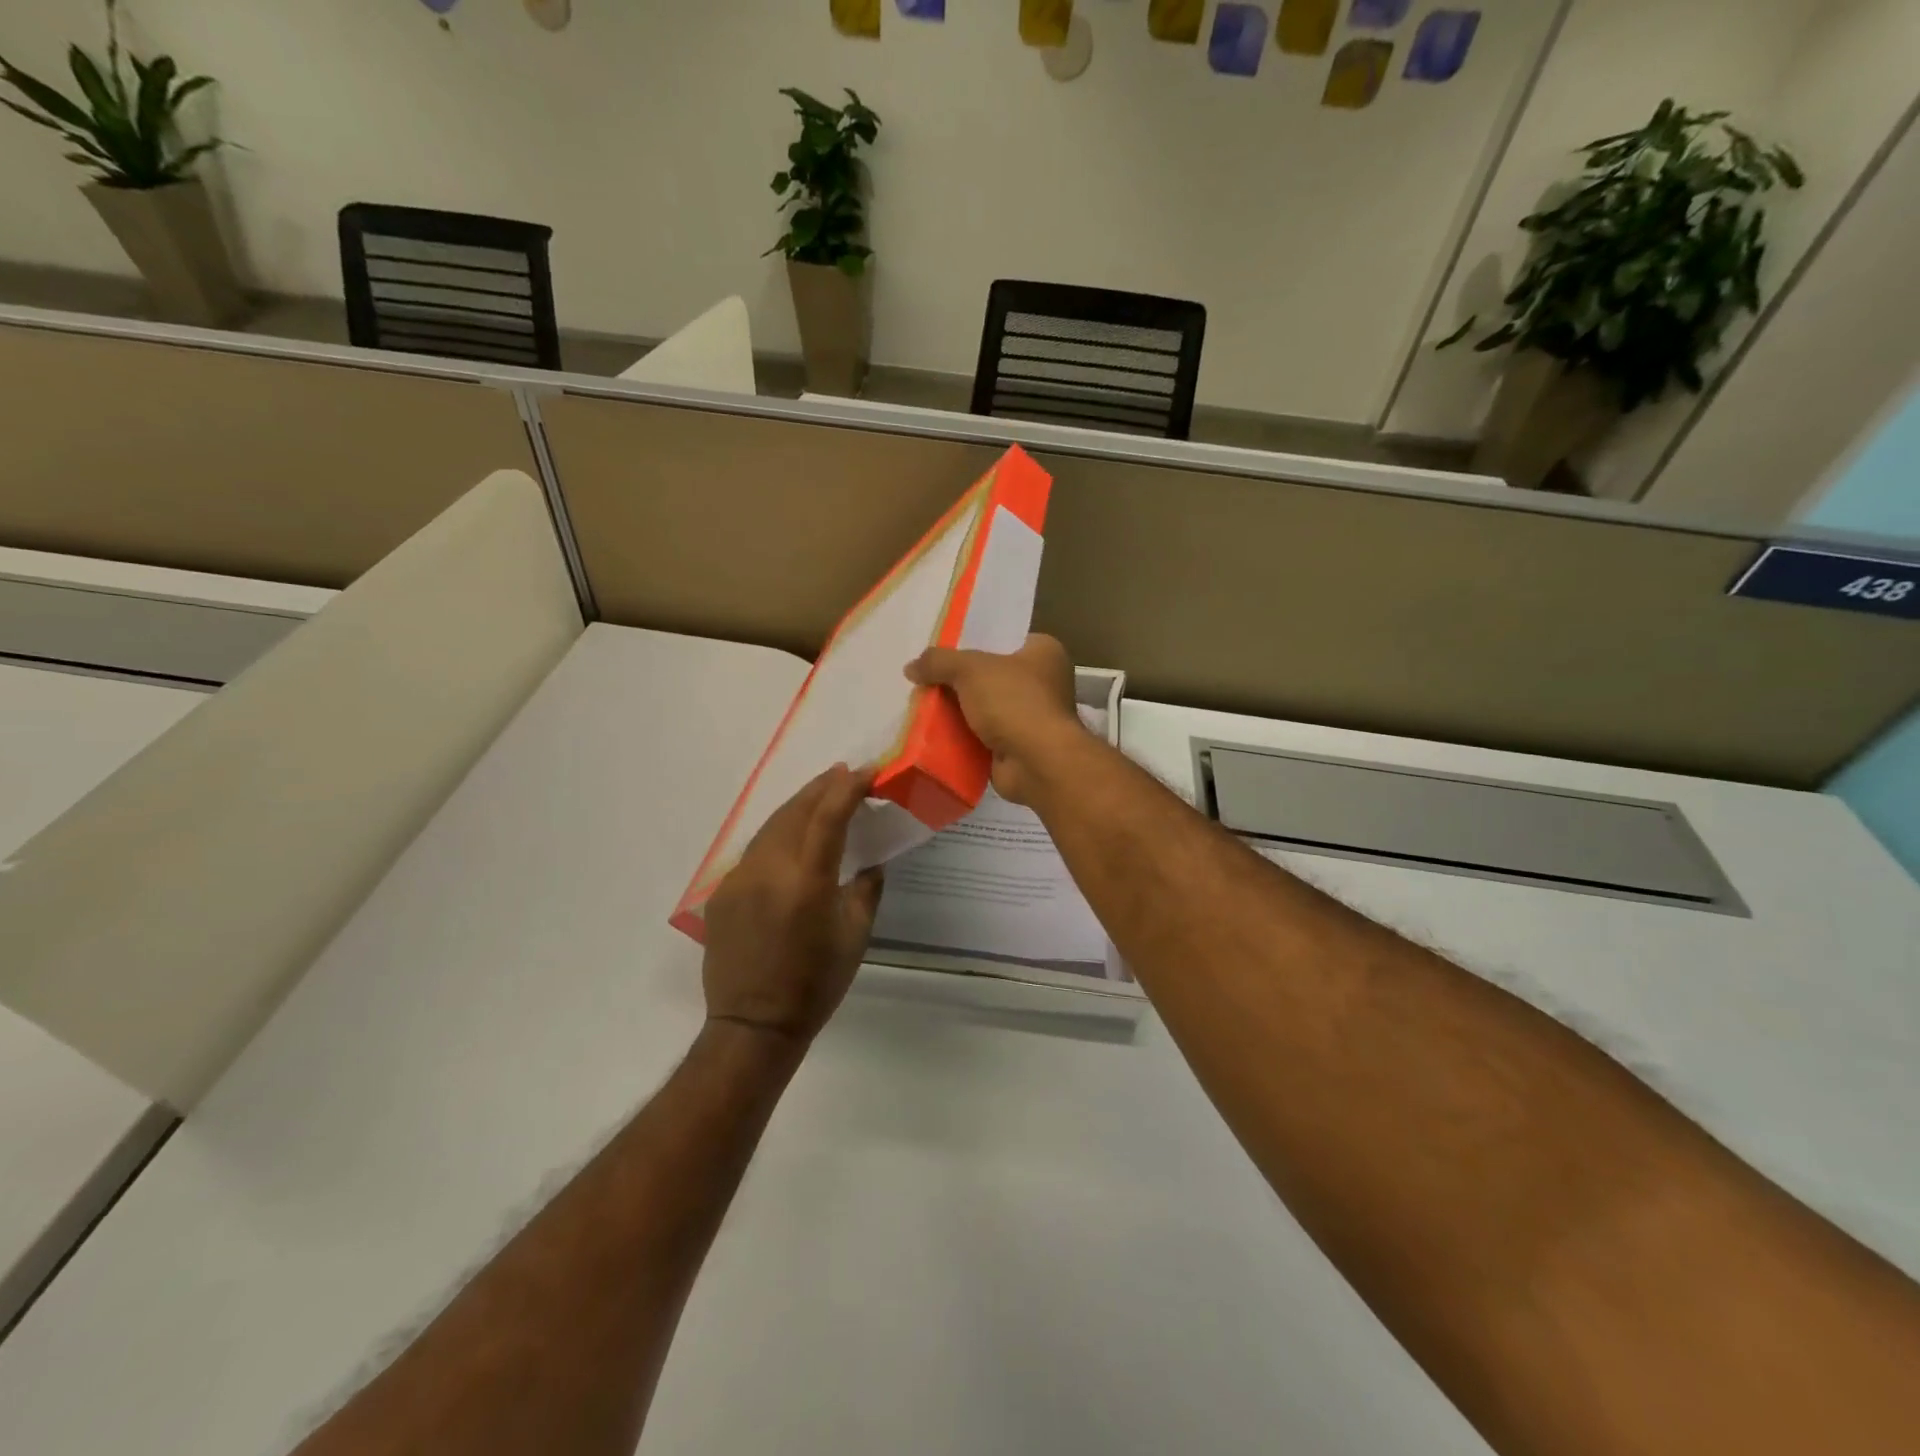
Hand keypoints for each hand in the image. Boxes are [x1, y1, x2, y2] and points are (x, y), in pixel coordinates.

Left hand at [702, 764, 883, 1043]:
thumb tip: (871, 864)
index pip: (829, 816)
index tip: (865, 772)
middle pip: (795, 811)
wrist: (754, 1025)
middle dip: (821, 787)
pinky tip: (789, 838)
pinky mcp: (722, 892)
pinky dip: (777, 835)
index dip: (847, 788)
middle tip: (843, 774)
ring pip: (771, 826)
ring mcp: (739, 878)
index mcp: (807, 880)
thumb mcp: (854, 936)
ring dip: (797, 806)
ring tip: (819, 795)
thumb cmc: (815, 983)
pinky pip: (754, 852)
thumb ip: (865, 890)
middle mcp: (769, 869)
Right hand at [905, 634, 1085, 806]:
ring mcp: (1031, 717)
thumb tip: (910, 667)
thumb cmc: (1014, 702)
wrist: (1036, 762)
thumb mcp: (970, 669)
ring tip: (920, 705)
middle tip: (924, 679)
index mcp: (1044, 652)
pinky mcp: (1017, 746)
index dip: (973, 642)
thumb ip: (938, 662)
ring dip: (957, 711)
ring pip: (983, 707)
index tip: (942, 648)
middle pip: (989, 675)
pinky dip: (961, 736)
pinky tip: (932, 733)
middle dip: (958, 680)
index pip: (1004, 639)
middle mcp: (1042, 682)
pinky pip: (981, 736)